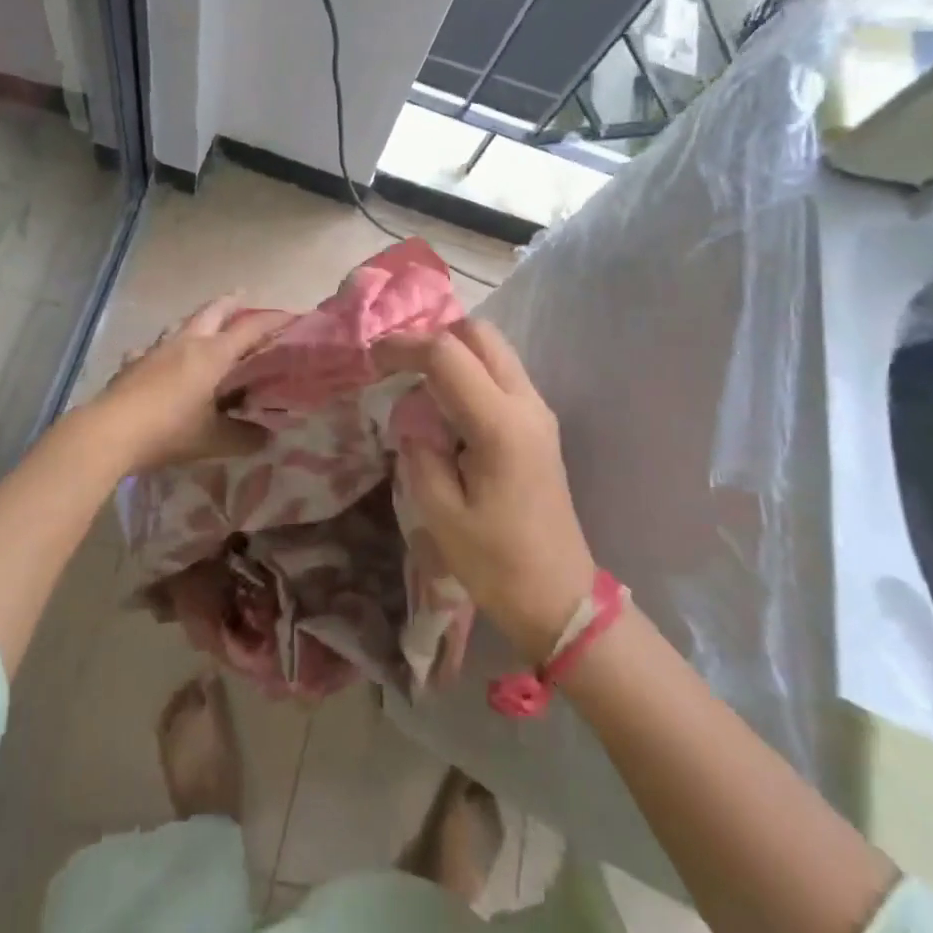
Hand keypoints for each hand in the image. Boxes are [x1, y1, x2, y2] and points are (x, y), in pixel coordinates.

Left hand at [88, 295, 292, 472]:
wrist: (110, 431)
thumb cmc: (169, 430)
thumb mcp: (214, 439)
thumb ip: (244, 437)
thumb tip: (267, 438)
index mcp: (212, 354)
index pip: (250, 328)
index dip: (273, 320)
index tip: (293, 316)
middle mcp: (186, 343)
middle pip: (213, 311)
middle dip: (231, 303)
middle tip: (244, 297)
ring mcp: (156, 350)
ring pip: (181, 323)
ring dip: (197, 319)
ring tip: (204, 323)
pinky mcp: (133, 364)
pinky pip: (151, 348)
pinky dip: (160, 348)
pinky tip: (155, 355)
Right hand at [379, 321, 597, 663]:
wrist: (560, 599)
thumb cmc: (497, 564)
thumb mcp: (441, 514)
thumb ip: (420, 452)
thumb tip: (411, 417)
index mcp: (500, 425)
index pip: (447, 355)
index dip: (405, 346)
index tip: (372, 358)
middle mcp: (526, 404)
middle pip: (479, 334)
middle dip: (433, 336)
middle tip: (398, 364)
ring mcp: (537, 411)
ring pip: (493, 349)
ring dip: (453, 351)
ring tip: (415, 380)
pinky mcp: (538, 424)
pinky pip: (500, 372)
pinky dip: (468, 370)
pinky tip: (443, 402)